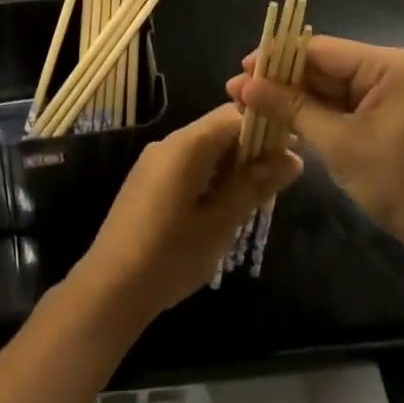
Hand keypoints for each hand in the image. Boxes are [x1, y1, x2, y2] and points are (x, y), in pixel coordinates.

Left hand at [74, 104, 301, 324]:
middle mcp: (169, 142)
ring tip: (258, 195)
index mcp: (187, 145)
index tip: (293, 148)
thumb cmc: (170, 255)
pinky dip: (211, 175)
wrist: (110, 287)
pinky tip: (225, 205)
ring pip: (203, 147)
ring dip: (232, 164)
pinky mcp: (147, 180)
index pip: (234, 115)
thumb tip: (292, 158)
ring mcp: (154, 161)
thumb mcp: (220, 223)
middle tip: (279, 178)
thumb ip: (255, 186)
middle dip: (251, 147)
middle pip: (218, 129)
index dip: (266, 126)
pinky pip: (187, 163)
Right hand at [228, 36, 403, 260]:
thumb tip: (245, 85)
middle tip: (237, 95)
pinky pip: (340, 108)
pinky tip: (280, 124)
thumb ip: (291, 108)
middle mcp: (388, 72)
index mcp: (386, 65)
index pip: (318, 50)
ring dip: (292, 101)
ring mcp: (387, 97)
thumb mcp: (339, 143)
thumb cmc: (400, 182)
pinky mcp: (384, 121)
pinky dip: (312, 116)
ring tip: (249, 109)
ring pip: (327, 89)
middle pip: (321, 67)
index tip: (239, 72)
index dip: (276, 59)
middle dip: (280, 82)